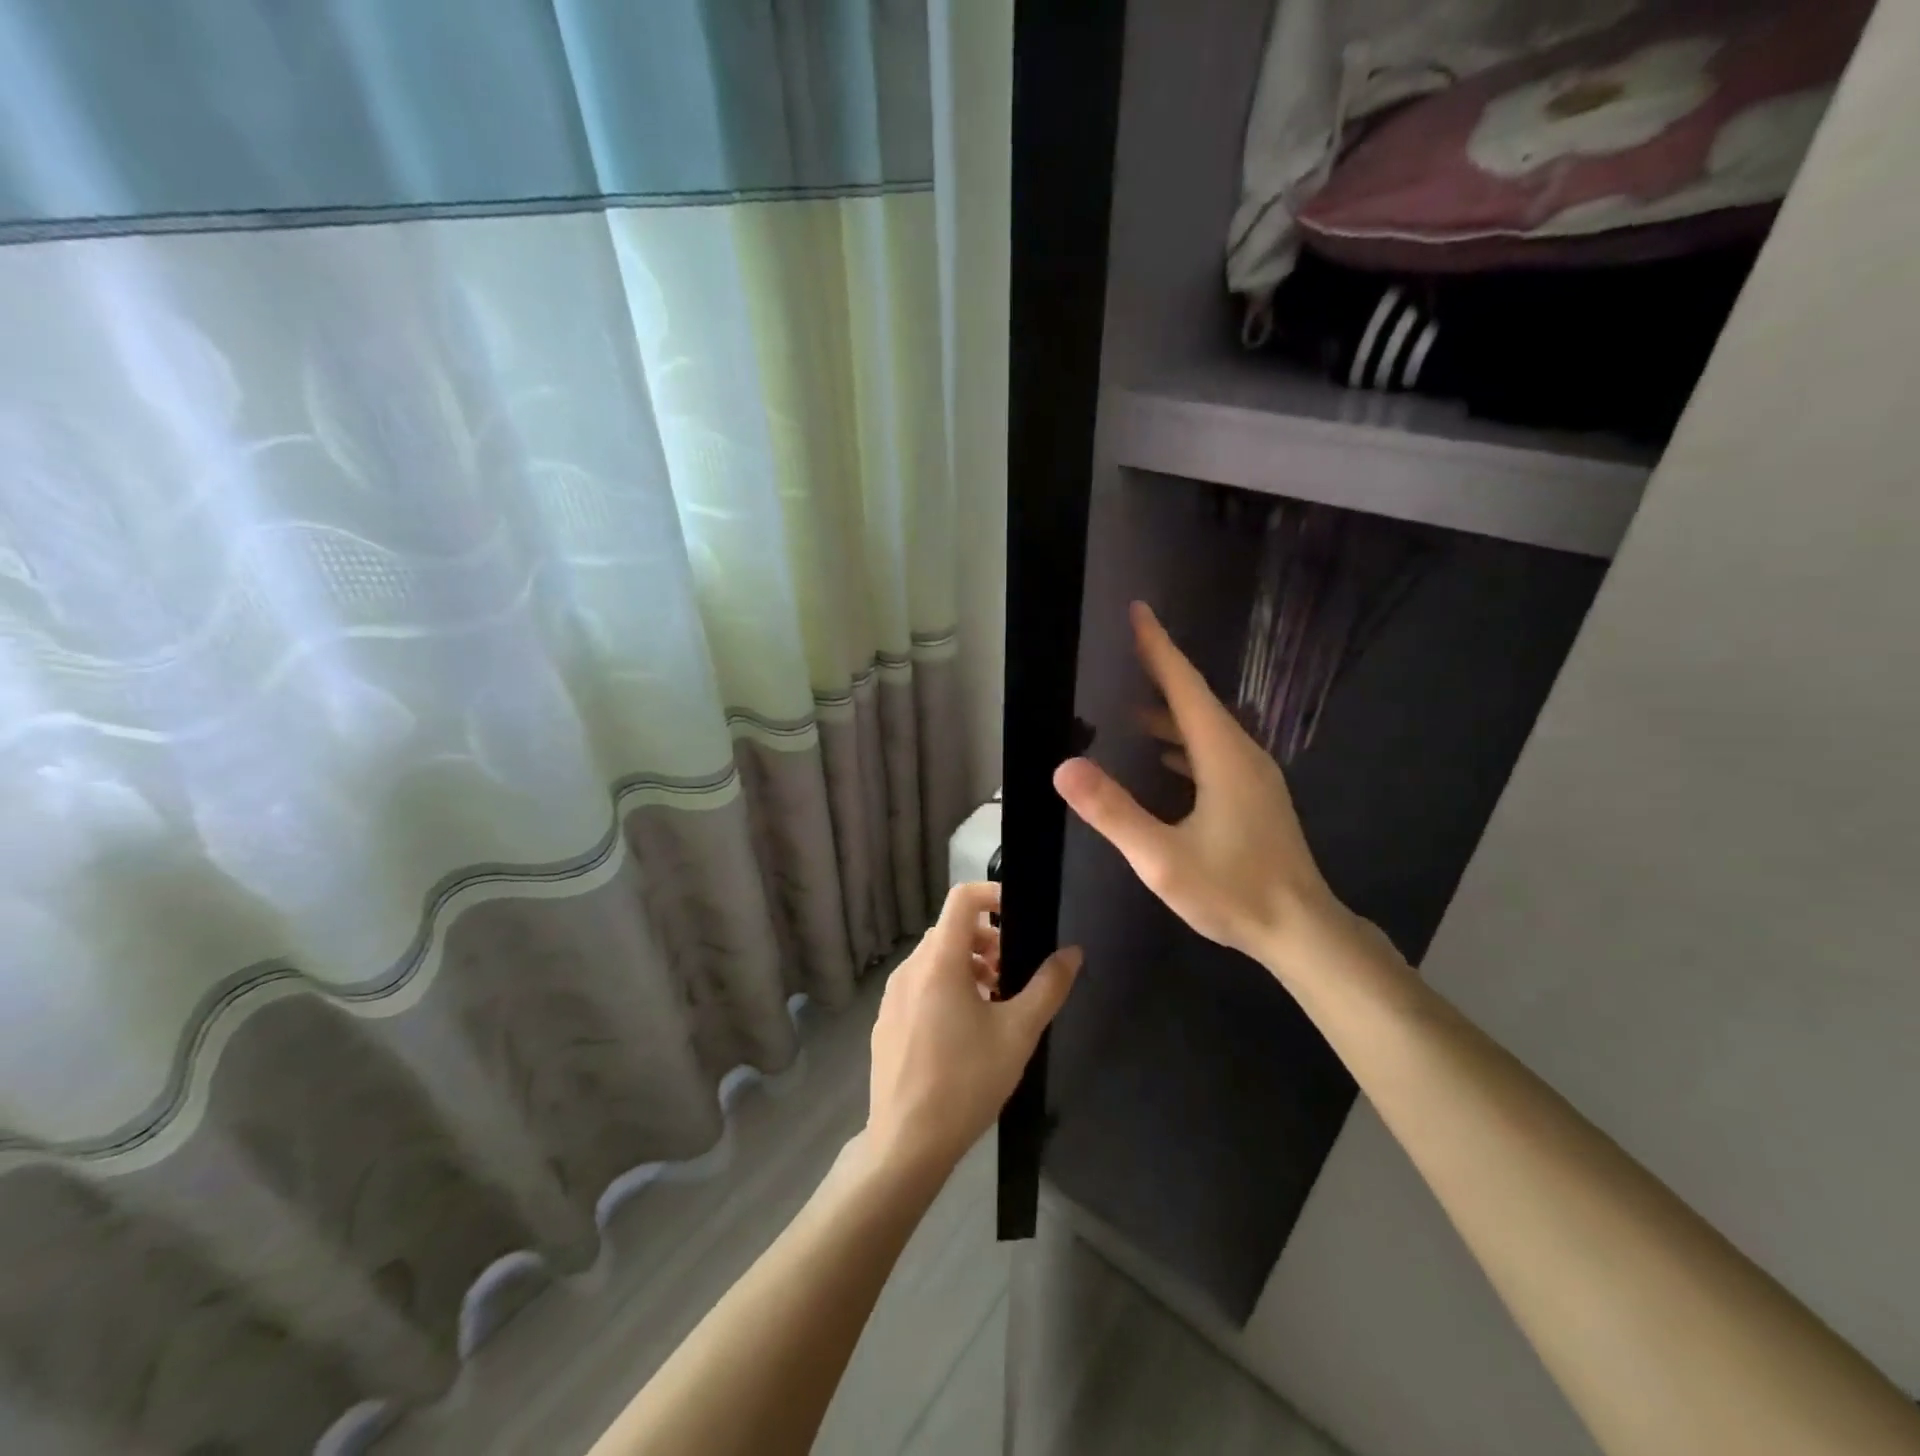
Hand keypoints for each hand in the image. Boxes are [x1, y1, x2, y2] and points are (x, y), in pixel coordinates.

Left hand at [864, 882, 1081, 1179]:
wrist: (906, 1142)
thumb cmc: (967, 1081)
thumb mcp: (1018, 1033)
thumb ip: (1048, 987)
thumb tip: (1072, 952)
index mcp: (939, 961)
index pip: (961, 898)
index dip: (992, 894)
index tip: (1019, 916)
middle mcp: (910, 968)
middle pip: (950, 930)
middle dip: (986, 939)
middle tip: (1011, 974)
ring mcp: (892, 996)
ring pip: (934, 959)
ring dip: (966, 965)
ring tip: (992, 1003)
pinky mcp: (886, 1021)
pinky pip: (918, 985)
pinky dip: (944, 987)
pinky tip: (962, 1031)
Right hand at [1052, 601, 1364, 984]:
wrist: (1302, 931)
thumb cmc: (1232, 891)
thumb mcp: (1162, 857)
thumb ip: (1113, 811)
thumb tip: (1063, 767)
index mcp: (1223, 756)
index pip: (1184, 687)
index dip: (1158, 647)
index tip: (1138, 611)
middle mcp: (1242, 755)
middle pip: (1196, 700)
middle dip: (1161, 673)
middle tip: (1125, 652)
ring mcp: (1254, 777)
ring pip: (1207, 729)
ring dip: (1171, 712)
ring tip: (1132, 709)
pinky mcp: (1256, 798)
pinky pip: (1214, 752)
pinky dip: (1184, 743)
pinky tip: (1166, 760)